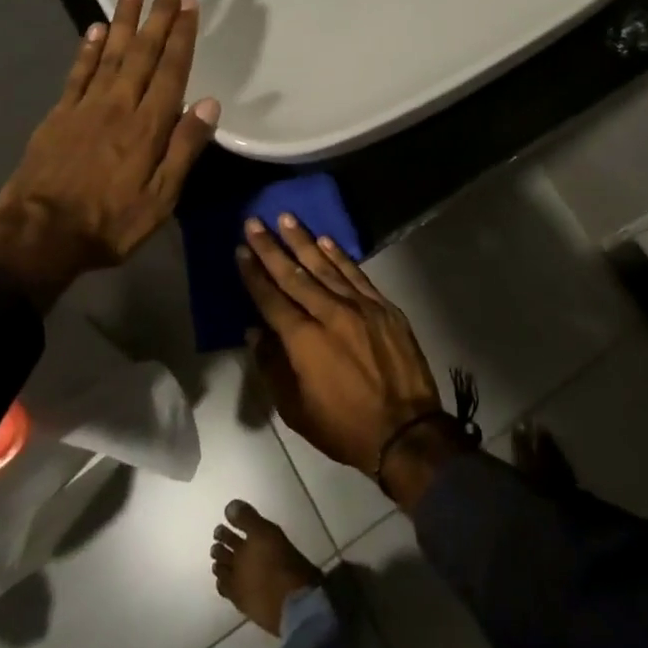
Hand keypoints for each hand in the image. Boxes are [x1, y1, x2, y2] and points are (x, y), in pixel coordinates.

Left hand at [0, 0, 219, 305]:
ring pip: (109, 52)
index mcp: (148, 126)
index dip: (182, 35)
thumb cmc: (109, 223)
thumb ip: (184, 149)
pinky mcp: (59, 115)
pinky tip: (95, 27)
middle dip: (159, 13)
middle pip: (142, 51)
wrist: (37, 237)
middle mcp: (118, 105)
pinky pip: (77, 73)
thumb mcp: (160, 199)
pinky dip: (87, 48)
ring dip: (124, 18)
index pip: (171, 70)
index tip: (191, 4)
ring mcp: (85, 107)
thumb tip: (209, 104)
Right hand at [238, 215, 465, 504]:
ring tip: (287, 218)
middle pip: (294, 275)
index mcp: (304, 341)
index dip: (254, 274)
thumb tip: (255, 331)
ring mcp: (360, 306)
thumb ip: (272, 367)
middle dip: (271, 248)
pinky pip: (356, 274)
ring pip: (326, 266)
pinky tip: (325, 241)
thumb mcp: (296, 409)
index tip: (240, 250)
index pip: (271, 299)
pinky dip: (340, 256)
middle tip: (254, 222)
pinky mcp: (383, 307)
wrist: (406, 429)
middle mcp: (330, 314)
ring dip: (304, 241)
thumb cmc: (345, 427)